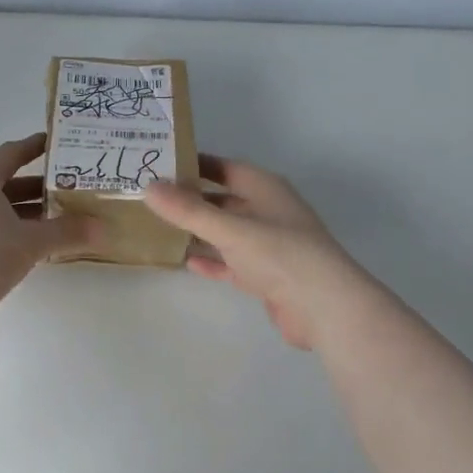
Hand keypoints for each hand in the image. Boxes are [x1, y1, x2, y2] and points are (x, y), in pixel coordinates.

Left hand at [0, 134, 96, 325]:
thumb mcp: (30, 242)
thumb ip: (66, 232)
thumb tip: (101, 228)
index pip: (12, 153)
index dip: (36, 147)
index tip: (60, 145)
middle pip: (6, 182)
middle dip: (39, 187)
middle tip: (72, 189)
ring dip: (28, 213)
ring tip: (62, 219)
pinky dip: (13, 231)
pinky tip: (36, 245)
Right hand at [144, 157, 364, 350]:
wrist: (324, 307)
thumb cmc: (280, 254)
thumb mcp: (230, 228)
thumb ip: (188, 210)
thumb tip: (148, 187)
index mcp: (265, 189)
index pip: (224, 167)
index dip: (194, 164)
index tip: (159, 165)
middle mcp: (267, 212)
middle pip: (223, 200)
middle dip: (191, 200)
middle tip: (150, 199)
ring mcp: (268, 245)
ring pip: (226, 232)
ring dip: (198, 231)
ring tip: (159, 228)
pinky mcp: (265, 276)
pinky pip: (231, 262)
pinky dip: (212, 260)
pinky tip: (186, 262)